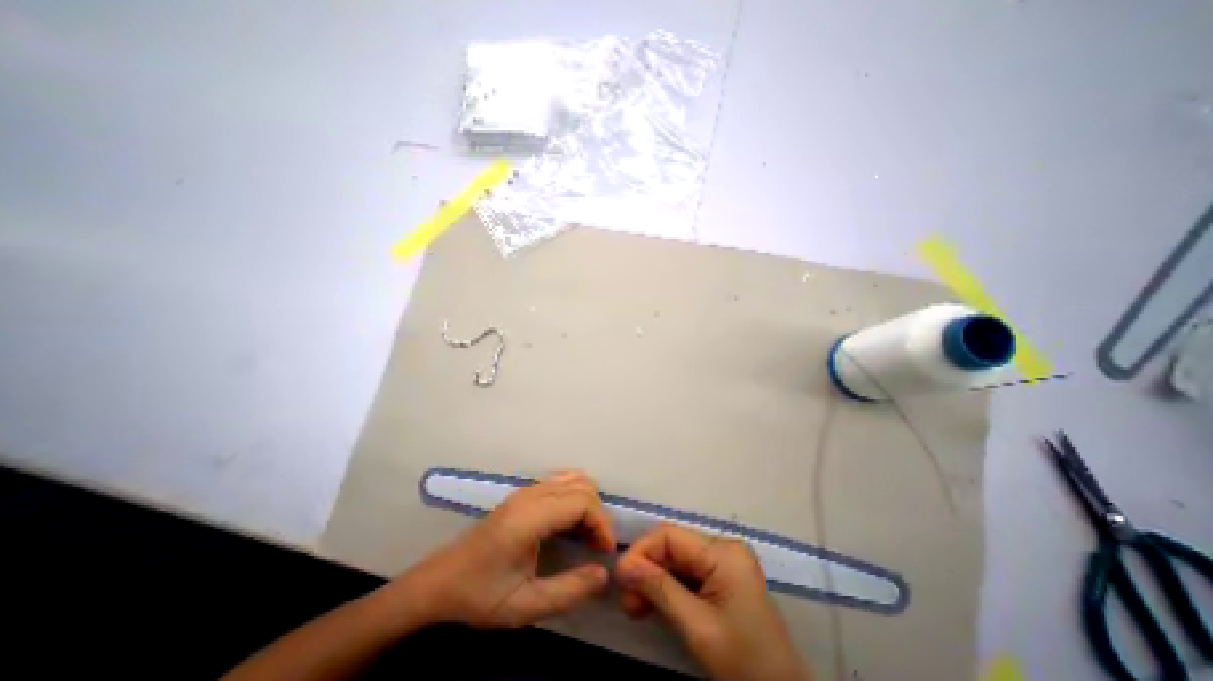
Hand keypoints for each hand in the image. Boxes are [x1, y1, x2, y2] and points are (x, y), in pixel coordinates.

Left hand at [404, 474, 618, 626]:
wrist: (439, 582)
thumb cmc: (480, 595)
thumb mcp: (524, 606)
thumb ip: (569, 591)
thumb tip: (604, 574)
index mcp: (530, 517)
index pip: (582, 501)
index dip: (601, 523)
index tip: (605, 552)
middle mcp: (530, 495)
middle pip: (581, 487)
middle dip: (597, 515)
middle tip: (597, 547)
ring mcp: (526, 491)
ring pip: (573, 480)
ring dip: (587, 504)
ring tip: (586, 535)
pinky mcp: (523, 494)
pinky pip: (560, 482)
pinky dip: (575, 497)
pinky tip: (570, 523)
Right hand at [617, 524, 813, 677]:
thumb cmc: (744, 663)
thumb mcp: (697, 627)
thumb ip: (659, 590)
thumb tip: (623, 567)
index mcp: (723, 553)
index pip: (670, 537)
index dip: (641, 552)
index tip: (619, 578)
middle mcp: (724, 549)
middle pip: (673, 547)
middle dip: (646, 570)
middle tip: (626, 600)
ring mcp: (725, 563)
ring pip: (677, 561)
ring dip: (654, 581)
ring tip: (634, 607)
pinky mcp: (724, 578)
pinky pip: (688, 574)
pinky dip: (668, 588)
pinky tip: (652, 605)